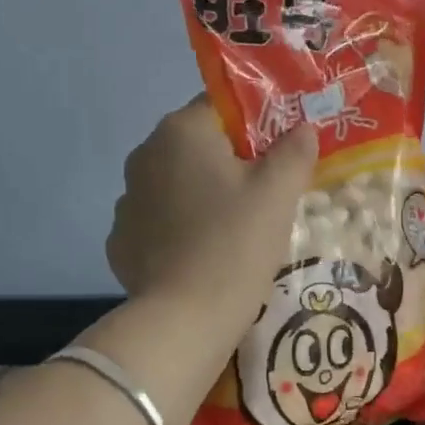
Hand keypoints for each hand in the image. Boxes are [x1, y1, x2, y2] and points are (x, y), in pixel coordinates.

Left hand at [107, 97, 316, 319]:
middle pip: (198, 147)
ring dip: (202, 197)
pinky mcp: (121, 242)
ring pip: (177, 186)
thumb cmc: (236, 243)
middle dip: (231, 164)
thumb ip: (294, 152)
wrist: (186, 317)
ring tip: (234, 231)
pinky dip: (181, 231)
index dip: (258, 126)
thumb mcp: (278, 194)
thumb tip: (302, 129)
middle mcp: (143, 155)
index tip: (280, 155)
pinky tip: (203, 256)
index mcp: (180, 132)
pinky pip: (160, 224)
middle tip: (265, 195)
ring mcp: (126, 201)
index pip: (223, 107)